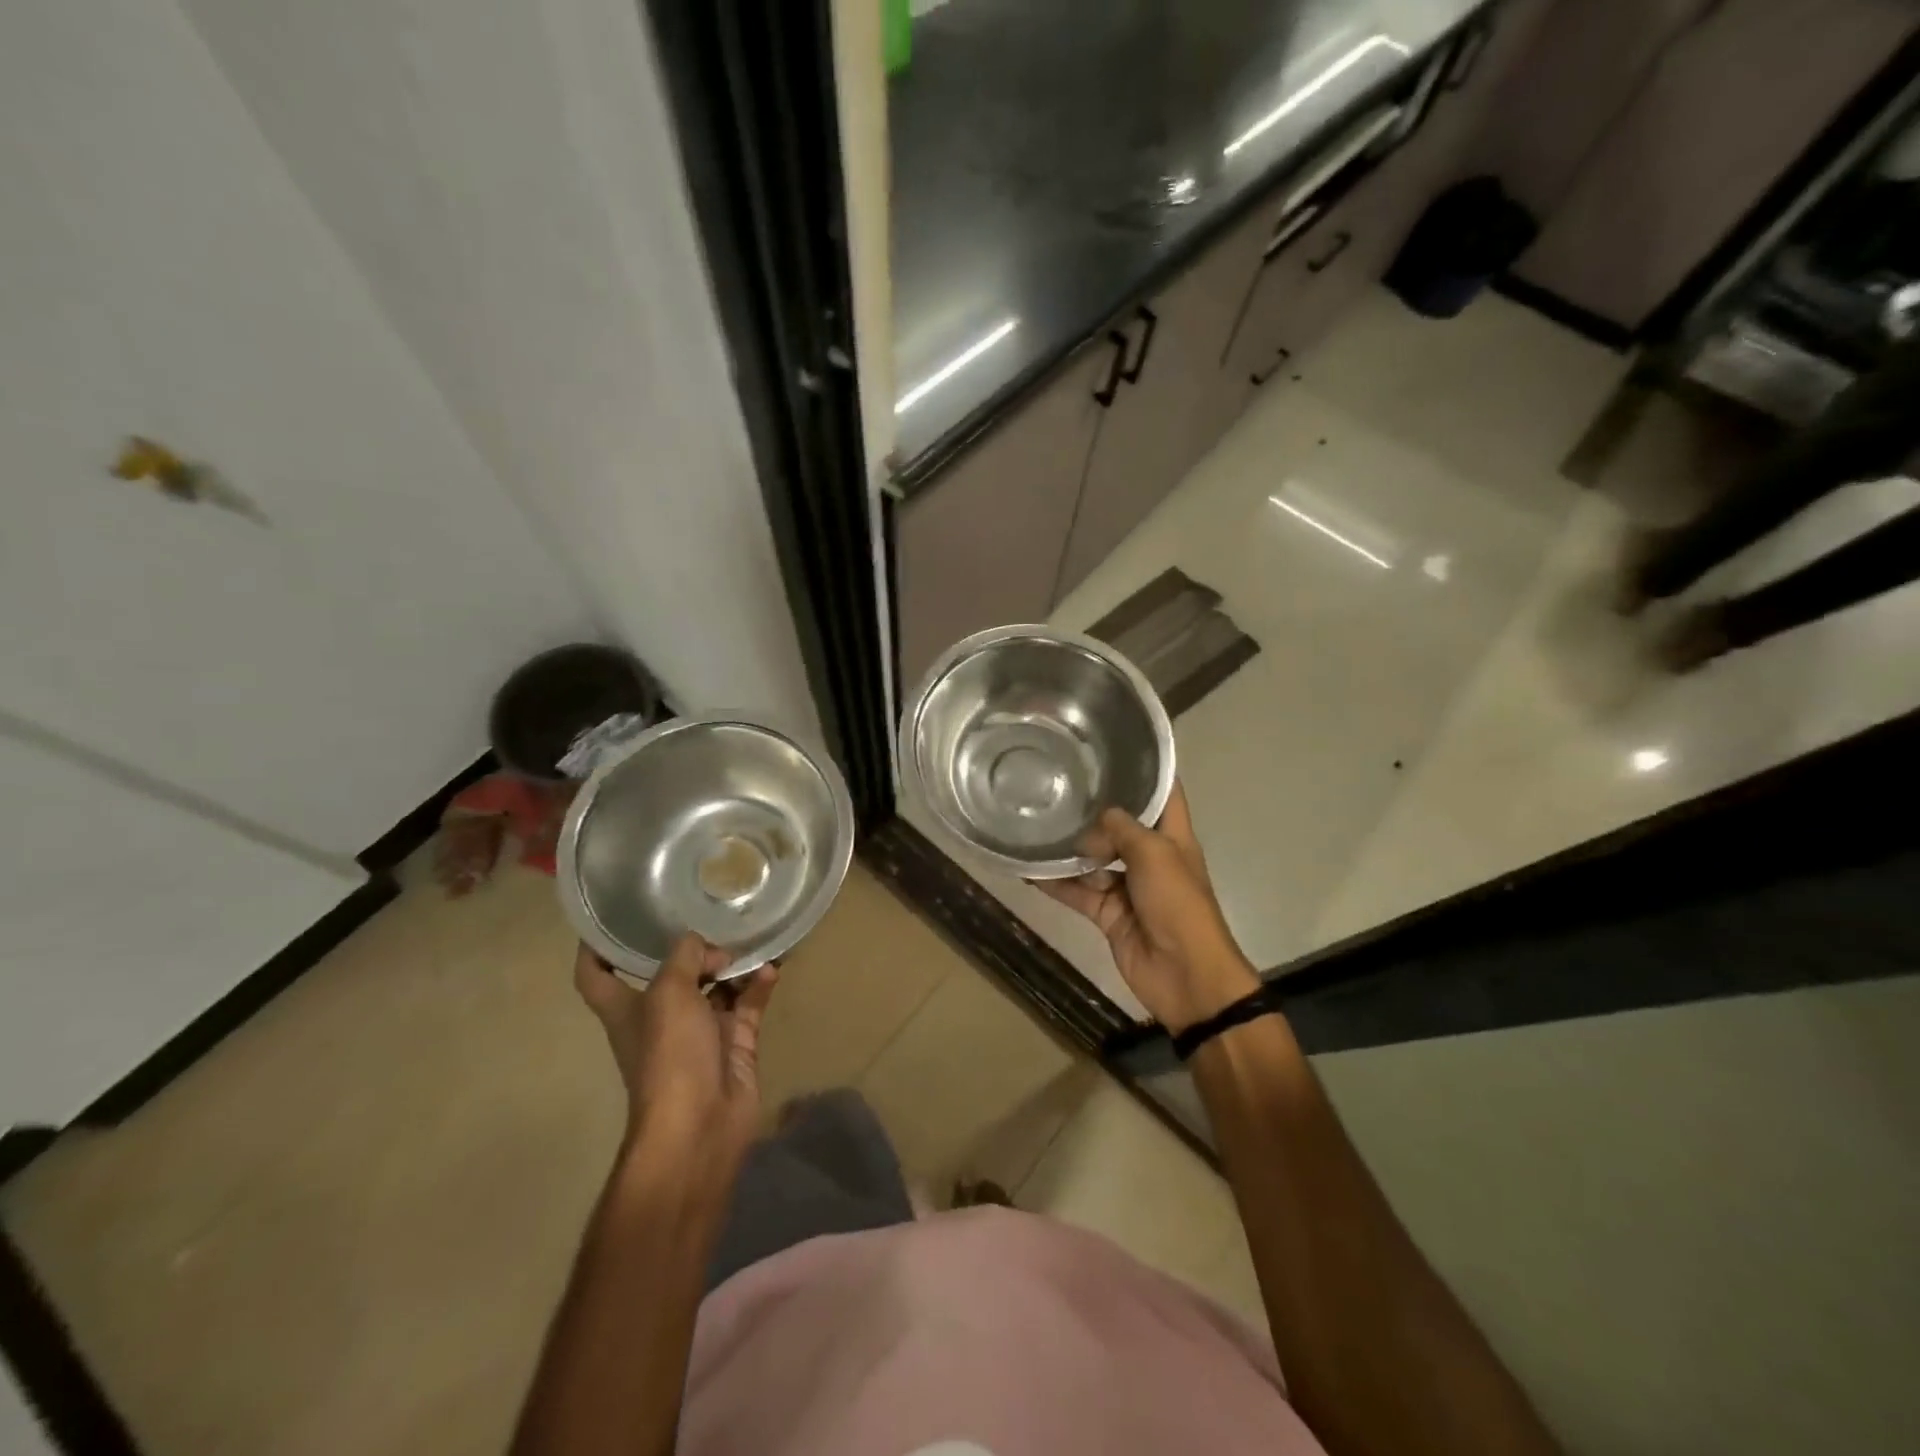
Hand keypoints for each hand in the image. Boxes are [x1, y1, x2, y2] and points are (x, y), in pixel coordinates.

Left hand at [573, 934, 776, 1174]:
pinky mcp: (734, 1042)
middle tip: (714, 919)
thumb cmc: (668, 1056)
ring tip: (750, 939)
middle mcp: (660, 1016)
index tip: (607, 921)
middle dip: (690, 948)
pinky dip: (758, 984)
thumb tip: (709, 948)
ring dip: (732, 963)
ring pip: (715, 985)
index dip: (595, 949)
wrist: (700, 1124)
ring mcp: (699, 1031)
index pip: (596, 976)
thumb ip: (685, 957)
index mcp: (626, 1009)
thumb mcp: (669, 994)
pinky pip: (747, 1003)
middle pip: (670, 974)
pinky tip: (771, 968)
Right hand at [1035, 783, 1258, 1031]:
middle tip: (1057, 783)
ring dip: (1068, 848)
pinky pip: (1077, 892)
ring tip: (1035, 823)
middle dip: (1093, 809)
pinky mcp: (1108, 913)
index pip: (1164, 793)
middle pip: (1120, 825)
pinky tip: (1028, 869)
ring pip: (1093, 859)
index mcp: (1172, 836)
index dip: (1148, 768)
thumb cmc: (1178, 904)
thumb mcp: (1155, 854)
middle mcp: (1150, 856)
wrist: (1185, 974)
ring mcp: (1128, 886)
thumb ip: (1122, 830)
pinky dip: (1055, 883)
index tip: (1116, 746)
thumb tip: (1093, 822)